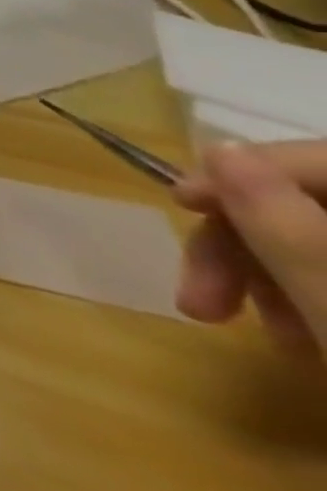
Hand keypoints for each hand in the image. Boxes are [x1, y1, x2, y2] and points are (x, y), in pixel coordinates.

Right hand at [173, 142, 326, 357]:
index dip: (245, 171)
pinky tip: (303, 342)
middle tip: (200, 293)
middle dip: (247, 241)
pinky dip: (311, 299)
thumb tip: (220, 148)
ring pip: (325, 243)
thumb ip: (287, 228)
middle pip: (319, 205)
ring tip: (258, 330)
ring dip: (272, 275)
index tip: (179, 203)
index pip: (324, 161)